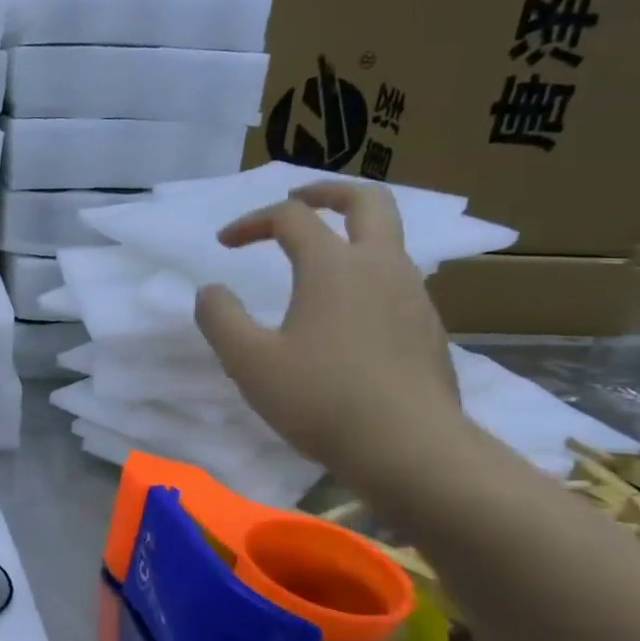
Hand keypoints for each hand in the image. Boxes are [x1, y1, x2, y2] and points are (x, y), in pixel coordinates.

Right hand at [193, 181, 465, 483]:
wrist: (410, 448)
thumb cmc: (320, 398)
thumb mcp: (248, 361)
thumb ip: (219, 318)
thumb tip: (211, 291)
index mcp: (333, 266)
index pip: (290, 218)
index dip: (251, 222)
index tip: (224, 245)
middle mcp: (381, 266)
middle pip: (367, 200)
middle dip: (327, 191)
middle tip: (297, 199)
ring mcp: (414, 296)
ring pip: (388, 240)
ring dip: (350, 234)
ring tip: (317, 260)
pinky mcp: (428, 329)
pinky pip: (396, 281)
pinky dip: (365, 274)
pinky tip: (344, 314)